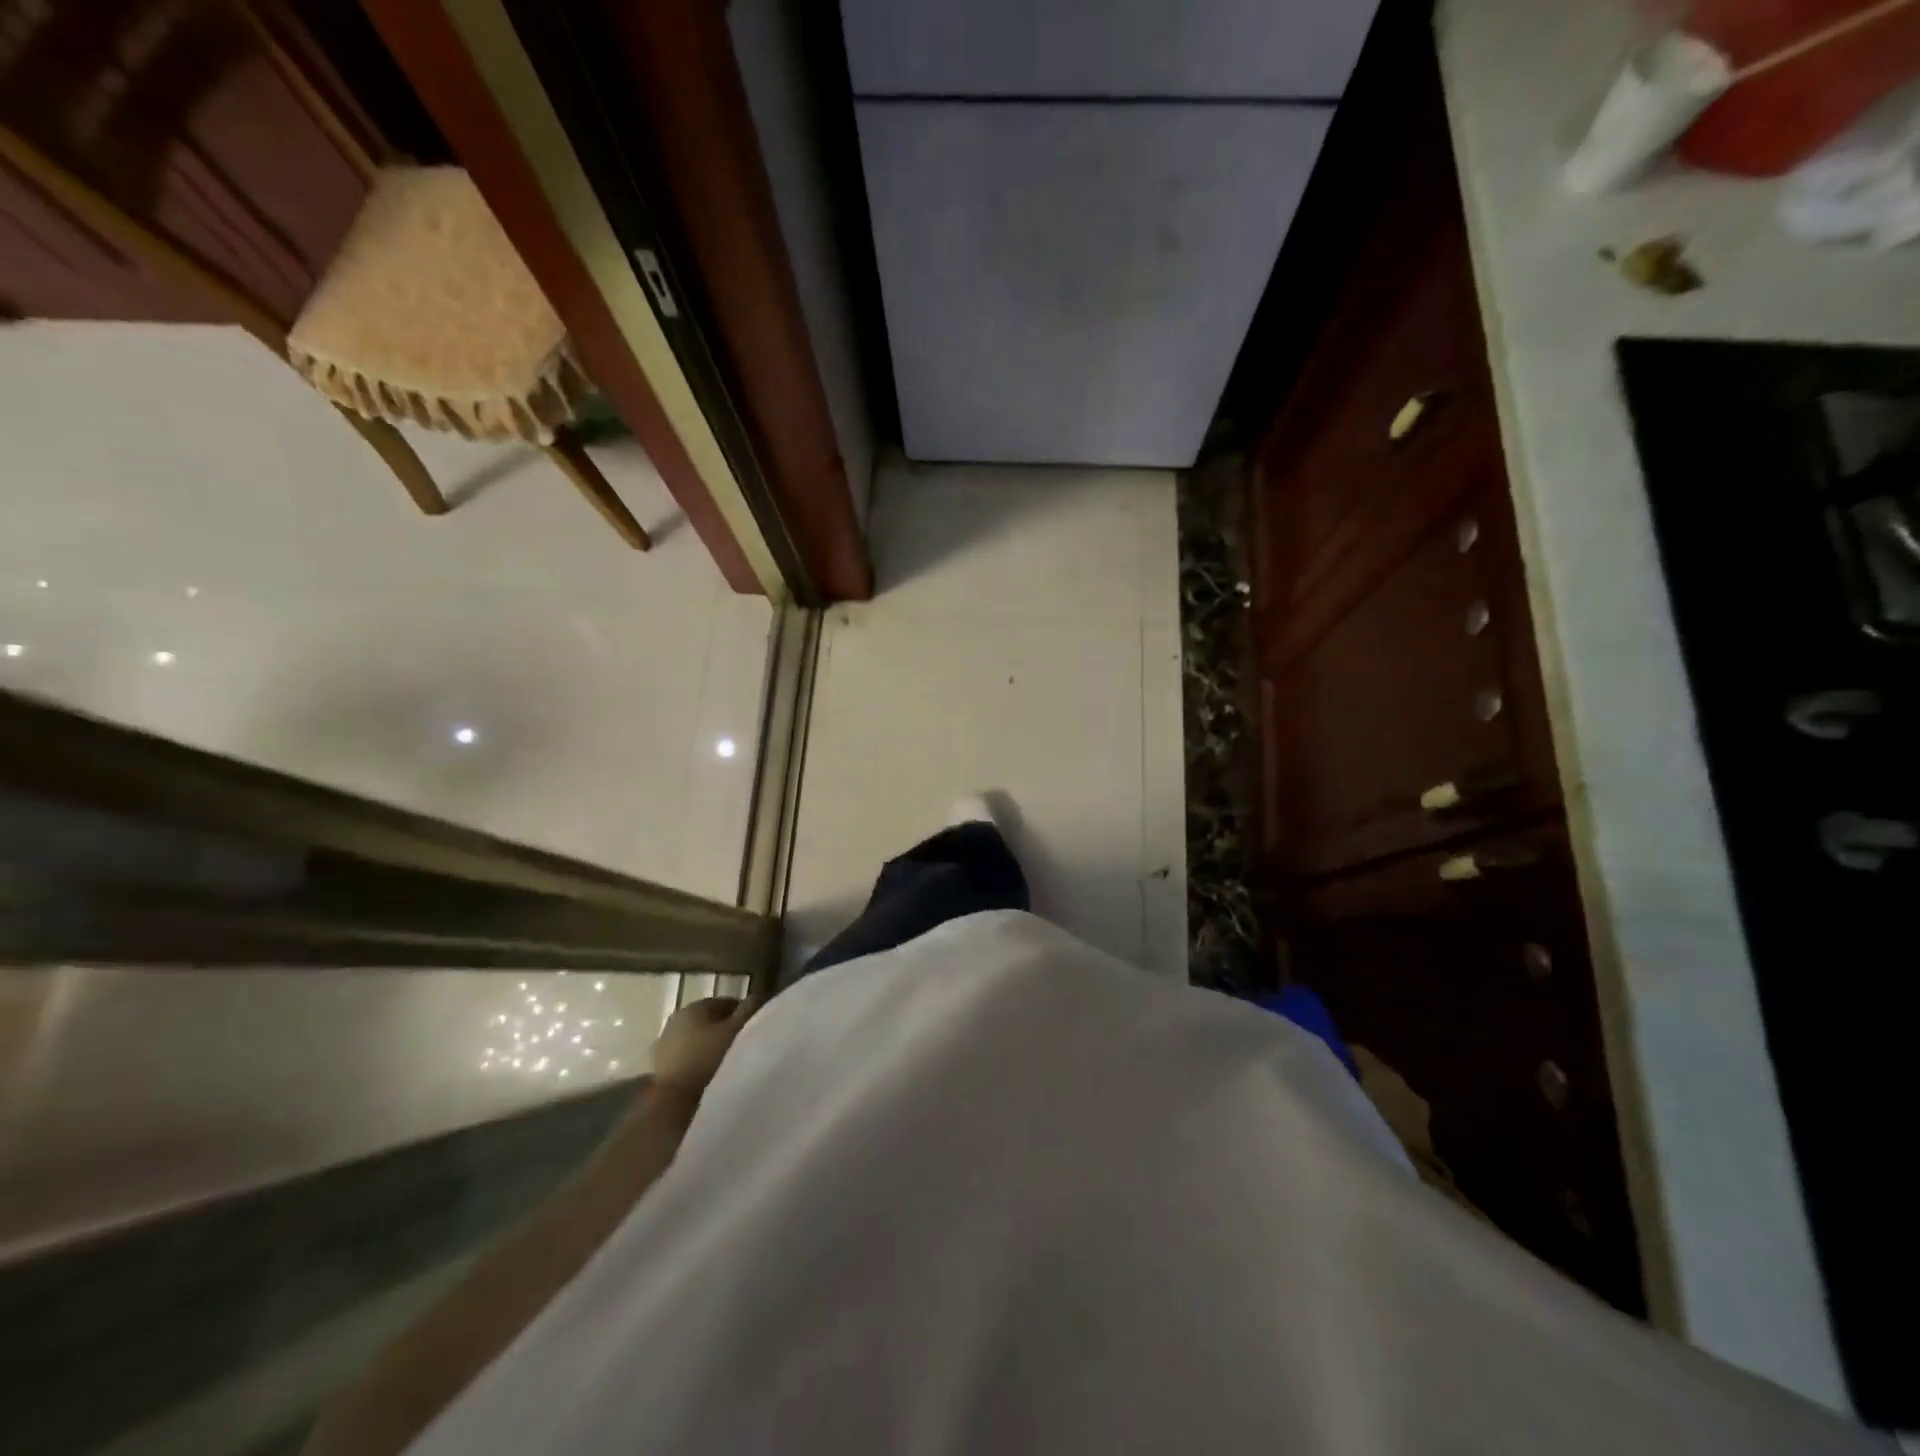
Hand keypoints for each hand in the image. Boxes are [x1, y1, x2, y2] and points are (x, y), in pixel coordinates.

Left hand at [651, 996, 757, 1093]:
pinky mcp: (660, 1067)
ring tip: (729, 1063)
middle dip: (727, 1031)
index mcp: (695, 1006)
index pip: (727, 1003)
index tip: (756, 1029)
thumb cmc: (709, 1059)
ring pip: (698, 1040)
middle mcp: (677, 1019)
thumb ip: (750, 1009)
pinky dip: (699, 1062)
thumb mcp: (737, 1030)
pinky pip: (688, 1058)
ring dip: (712, 1047)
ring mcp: (665, 1044)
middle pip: (710, 1021)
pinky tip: (710, 1076)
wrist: (673, 1101)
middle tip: (744, 1047)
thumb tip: (758, 996)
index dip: (744, 1014)